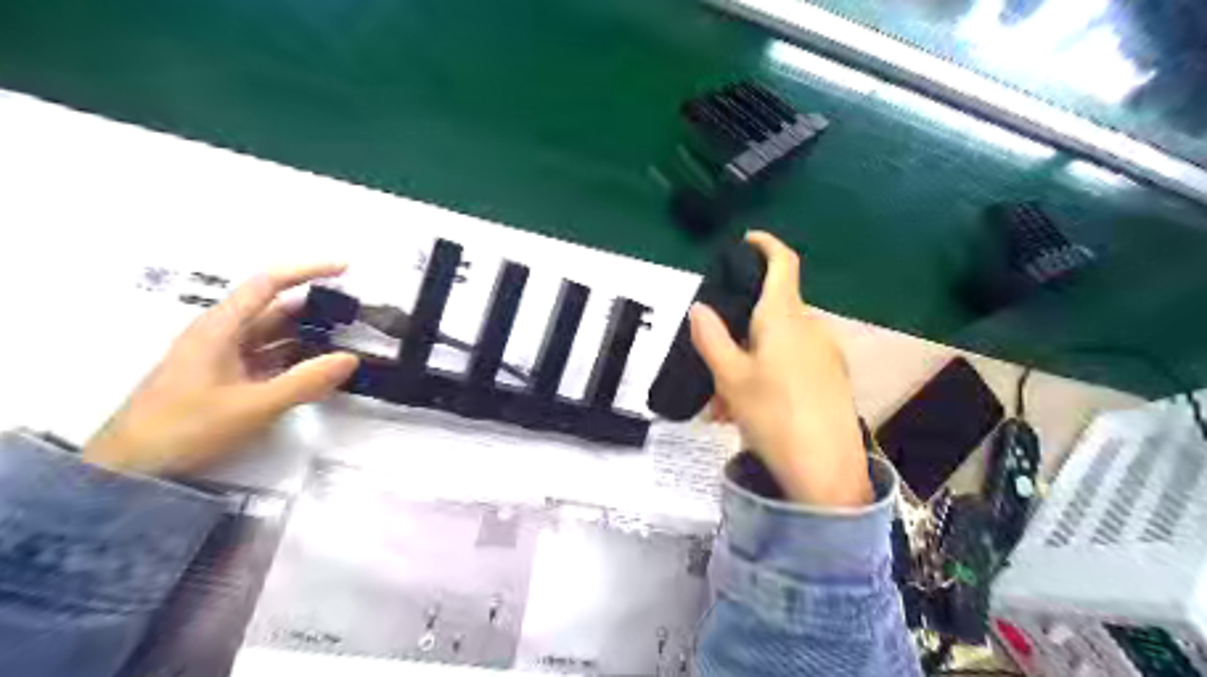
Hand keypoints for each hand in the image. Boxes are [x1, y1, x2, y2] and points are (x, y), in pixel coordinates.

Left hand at [83, 263, 357, 475]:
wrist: (131, 470)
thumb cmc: (185, 428)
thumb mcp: (253, 406)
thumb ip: (305, 381)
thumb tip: (350, 358)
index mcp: (220, 328)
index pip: (267, 284)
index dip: (306, 271)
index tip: (344, 270)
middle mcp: (221, 335)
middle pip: (274, 310)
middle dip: (315, 308)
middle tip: (356, 316)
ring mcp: (223, 358)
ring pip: (274, 336)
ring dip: (308, 336)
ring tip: (347, 342)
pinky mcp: (226, 380)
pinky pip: (269, 360)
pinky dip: (296, 360)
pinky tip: (319, 371)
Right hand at [688, 234, 868, 507]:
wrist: (828, 471)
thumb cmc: (774, 416)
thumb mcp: (729, 378)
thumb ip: (711, 338)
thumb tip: (700, 308)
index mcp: (784, 317)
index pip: (783, 262)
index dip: (765, 244)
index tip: (747, 241)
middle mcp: (810, 327)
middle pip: (770, 314)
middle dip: (738, 333)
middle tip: (712, 367)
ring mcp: (826, 353)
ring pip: (776, 345)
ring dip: (748, 364)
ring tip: (724, 407)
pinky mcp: (832, 377)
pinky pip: (792, 364)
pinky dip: (767, 376)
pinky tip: (750, 412)